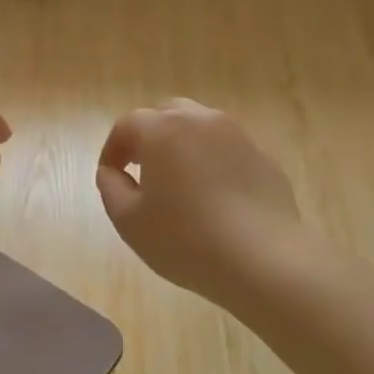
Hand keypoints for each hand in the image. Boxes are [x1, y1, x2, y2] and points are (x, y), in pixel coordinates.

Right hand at [96, 99, 301, 308]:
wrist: (263, 259)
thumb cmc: (185, 240)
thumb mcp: (129, 221)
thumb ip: (111, 187)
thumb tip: (112, 171)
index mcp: (164, 130)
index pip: (127, 124)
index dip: (113, 149)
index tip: (110, 175)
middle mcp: (202, 121)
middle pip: (167, 114)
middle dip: (149, 137)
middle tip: (142, 170)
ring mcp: (238, 136)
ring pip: (200, 127)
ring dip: (182, 146)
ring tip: (178, 182)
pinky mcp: (263, 158)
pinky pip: (227, 150)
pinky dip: (212, 162)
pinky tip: (213, 198)